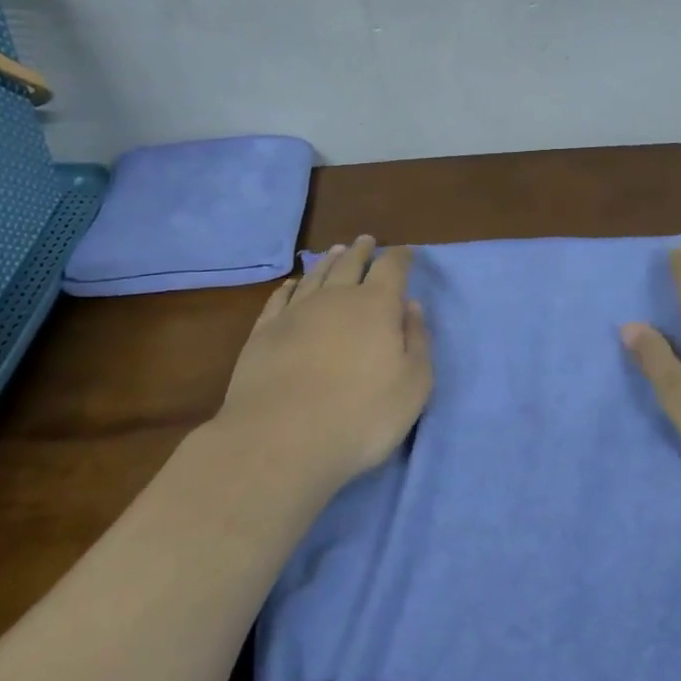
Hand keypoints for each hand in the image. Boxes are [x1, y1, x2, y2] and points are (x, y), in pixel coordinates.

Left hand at [213, 236, 432, 500]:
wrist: (281, 440)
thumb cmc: (361, 416)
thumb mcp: (413, 385)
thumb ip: (417, 341)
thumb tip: (411, 307)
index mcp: (376, 306)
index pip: (392, 269)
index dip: (400, 258)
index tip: (406, 252)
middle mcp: (335, 299)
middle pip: (350, 265)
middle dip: (362, 252)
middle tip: (366, 240)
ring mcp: (295, 313)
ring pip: (315, 276)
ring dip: (328, 262)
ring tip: (336, 251)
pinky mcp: (263, 333)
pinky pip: (280, 298)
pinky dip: (290, 287)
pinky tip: (292, 284)